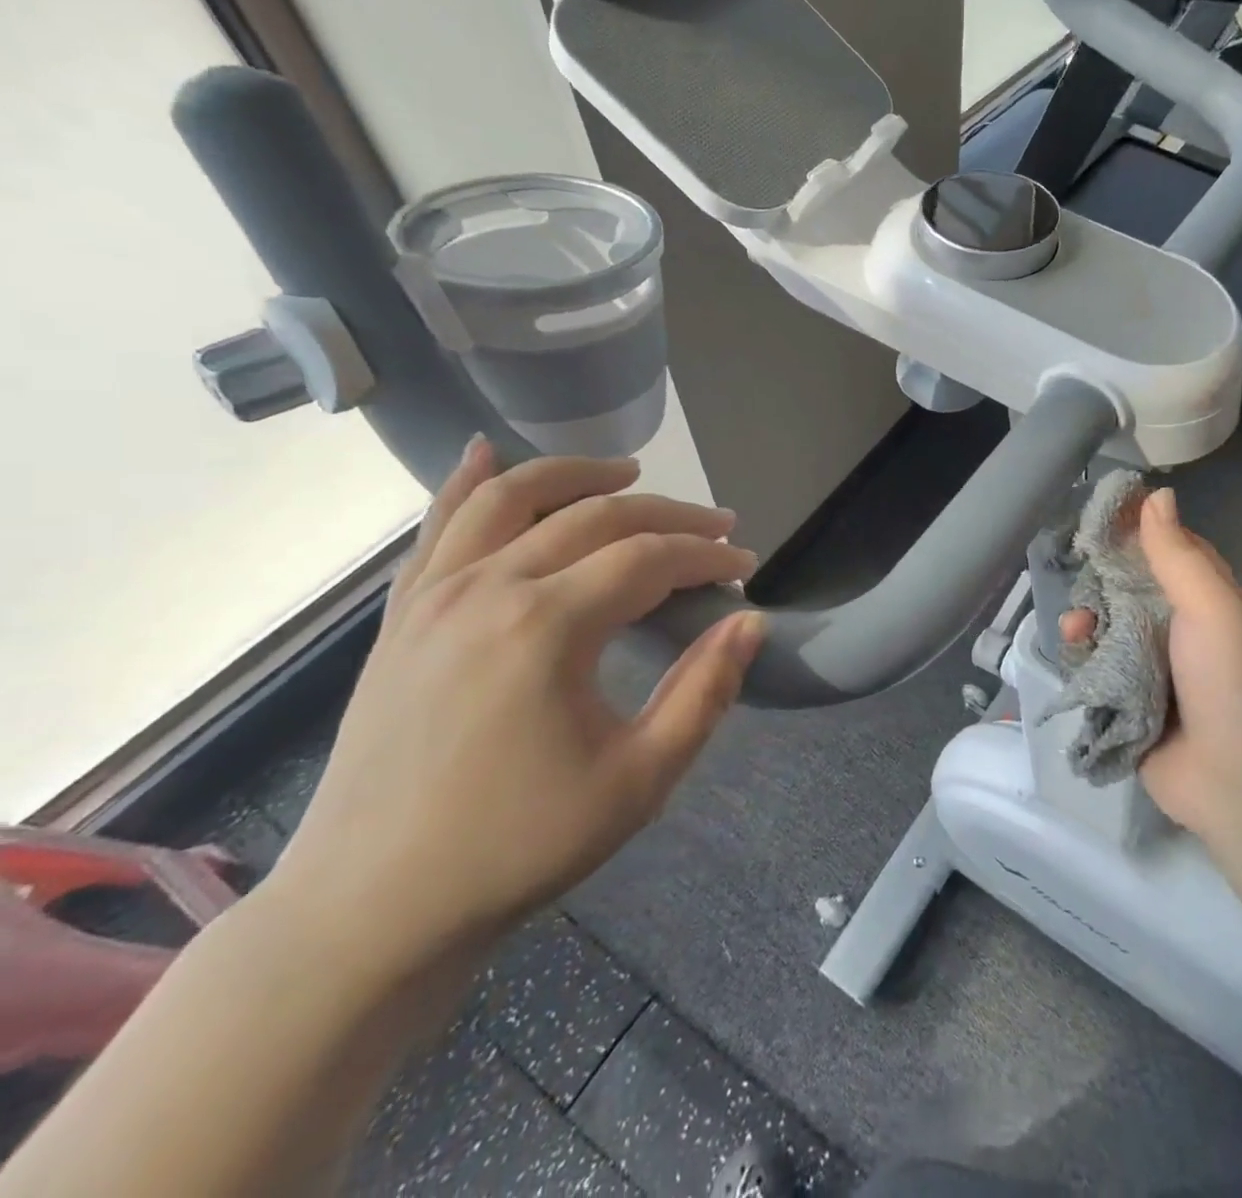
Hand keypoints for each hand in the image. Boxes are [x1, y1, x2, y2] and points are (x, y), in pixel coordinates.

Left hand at [263, 437, 762, 982]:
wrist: (372, 906)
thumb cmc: (518, 845)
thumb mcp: (640, 780)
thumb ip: (705, 691)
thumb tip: (751, 622)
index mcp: (547, 627)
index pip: (649, 558)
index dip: (707, 554)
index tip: (745, 565)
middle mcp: (488, 589)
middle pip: (595, 518)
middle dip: (668, 515)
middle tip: (716, 526)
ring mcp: (434, 596)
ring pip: (512, 497)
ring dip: (576, 474)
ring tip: (626, 472)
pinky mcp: (403, 615)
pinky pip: (439, 527)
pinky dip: (469, 483)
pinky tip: (486, 452)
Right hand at [1061, 487, 1241, 839]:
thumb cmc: (1236, 681)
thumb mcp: (1213, 607)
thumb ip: (1178, 554)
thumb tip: (1159, 494)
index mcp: (1211, 603)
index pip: (1171, 552)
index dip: (1138, 530)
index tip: (1099, 512)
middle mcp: (1182, 633)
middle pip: (1132, 591)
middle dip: (1102, 580)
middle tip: (1079, 572)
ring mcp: (1156, 672)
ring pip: (1109, 632)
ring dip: (1088, 622)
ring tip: (1077, 629)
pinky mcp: (1130, 708)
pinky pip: (1098, 673)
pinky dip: (1084, 661)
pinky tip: (1076, 656)